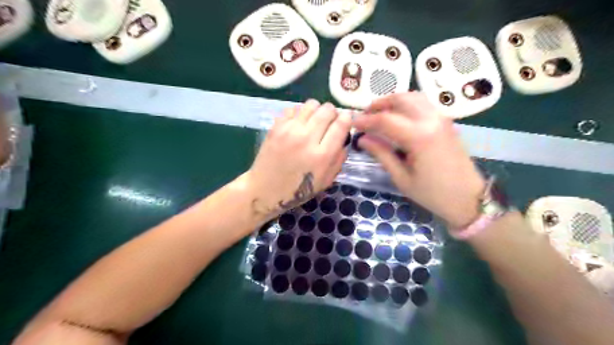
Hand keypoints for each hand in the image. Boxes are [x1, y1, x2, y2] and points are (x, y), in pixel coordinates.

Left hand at [245, 99, 350, 219]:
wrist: (265, 189)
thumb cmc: (298, 189)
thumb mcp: (326, 180)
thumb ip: (339, 159)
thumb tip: (344, 137)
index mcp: (322, 155)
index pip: (341, 125)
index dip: (347, 118)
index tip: (346, 118)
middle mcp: (307, 138)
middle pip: (327, 110)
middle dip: (333, 113)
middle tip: (329, 121)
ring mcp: (289, 130)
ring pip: (311, 104)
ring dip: (317, 110)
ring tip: (313, 122)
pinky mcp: (276, 127)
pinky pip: (294, 108)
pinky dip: (300, 113)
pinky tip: (298, 124)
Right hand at [356, 92, 483, 228]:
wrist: (468, 199)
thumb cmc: (432, 194)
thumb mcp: (402, 177)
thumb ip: (381, 154)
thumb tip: (362, 139)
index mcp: (420, 136)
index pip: (386, 119)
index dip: (366, 120)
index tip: (353, 124)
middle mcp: (432, 120)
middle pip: (401, 99)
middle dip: (379, 104)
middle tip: (366, 115)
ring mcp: (442, 119)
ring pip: (414, 97)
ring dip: (393, 101)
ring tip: (379, 114)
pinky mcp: (446, 122)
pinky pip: (423, 104)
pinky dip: (407, 104)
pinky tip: (398, 117)